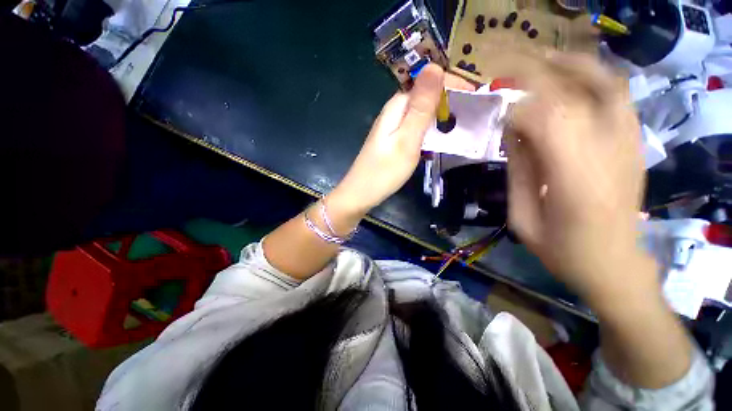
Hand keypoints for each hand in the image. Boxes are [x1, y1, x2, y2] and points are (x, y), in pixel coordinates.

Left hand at [326, 64, 473, 232]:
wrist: (361, 194)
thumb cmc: (384, 171)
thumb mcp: (407, 139)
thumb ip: (420, 107)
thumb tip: (434, 66)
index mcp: (397, 106)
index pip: (428, 82)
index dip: (452, 84)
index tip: (477, 95)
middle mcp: (393, 112)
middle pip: (424, 96)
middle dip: (449, 100)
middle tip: (474, 113)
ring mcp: (392, 127)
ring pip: (420, 113)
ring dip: (440, 115)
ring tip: (463, 123)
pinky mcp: (393, 140)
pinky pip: (415, 127)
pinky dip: (429, 129)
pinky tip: (439, 137)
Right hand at [501, 53, 654, 302]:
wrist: (615, 265)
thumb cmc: (562, 250)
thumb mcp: (523, 218)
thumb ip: (518, 173)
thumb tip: (511, 132)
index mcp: (574, 181)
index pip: (546, 121)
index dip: (517, 112)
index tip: (498, 117)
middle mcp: (608, 153)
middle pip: (579, 93)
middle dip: (542, 74)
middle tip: (513, 69)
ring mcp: (629, 146)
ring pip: (607, 86)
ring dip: (573, 66)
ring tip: (544, 61)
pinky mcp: (634, 145)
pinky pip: (620, 98)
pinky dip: (596, 79)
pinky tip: (574, 79)